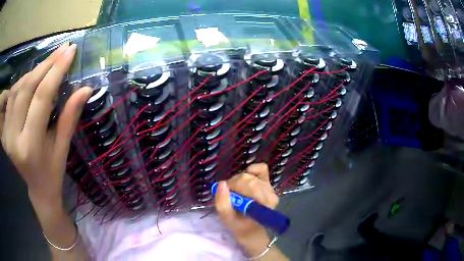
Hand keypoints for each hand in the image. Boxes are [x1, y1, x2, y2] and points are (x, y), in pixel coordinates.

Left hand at [0, 43, 92, 205]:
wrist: (37, 188)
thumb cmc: (53, 172)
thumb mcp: (63, 148)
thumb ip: (70, 117)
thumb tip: (86, 88)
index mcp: (30, 146)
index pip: (41, 98)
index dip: (56, 71)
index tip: (70, 51)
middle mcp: (14, 138)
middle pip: (27, 88)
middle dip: (46, 64)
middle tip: (62, 50)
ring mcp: (6, 133)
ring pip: (18, 88)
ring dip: (34, 70)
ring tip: (50, 62)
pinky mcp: (4, 129)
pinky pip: (12, 96)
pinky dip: (23, 81)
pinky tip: (33, 76)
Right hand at [214, 163, 278, 255]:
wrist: (251, 230)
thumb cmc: (239, 225)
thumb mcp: (226, 218)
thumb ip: (222, 203)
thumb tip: (222, 183)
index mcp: (263, 204)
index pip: (248, 184)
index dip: (233, 186)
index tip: (227, 195)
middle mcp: (270, 194)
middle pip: (249, 179)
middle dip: (235, 184)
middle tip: (230, 194)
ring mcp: (271, 189)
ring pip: (251, 175)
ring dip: (240, 181)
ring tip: (237, 192)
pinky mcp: (268, 184)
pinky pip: (262, 169)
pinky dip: (252, 171)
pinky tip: (246, 179)